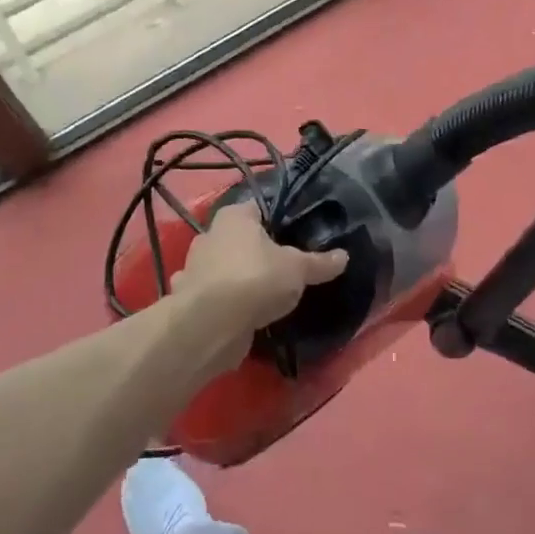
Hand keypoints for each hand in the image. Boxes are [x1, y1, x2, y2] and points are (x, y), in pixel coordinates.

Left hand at [173, 201, 348, 334]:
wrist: (210, 325)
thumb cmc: (256, 279)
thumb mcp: (297, 269)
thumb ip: (319, 263)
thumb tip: (344, 256)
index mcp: (234, 216)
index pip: (259, 209)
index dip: (278, 220)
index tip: (296, 236)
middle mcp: (210, 236)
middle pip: (240, 239)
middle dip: (257, 252)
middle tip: (285, 267)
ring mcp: (196, 268)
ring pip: (225, 268)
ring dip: (239, 279)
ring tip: (266, 295)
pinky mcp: (190, 300)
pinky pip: (216, 296)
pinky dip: (227, 304)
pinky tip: (244, 315)